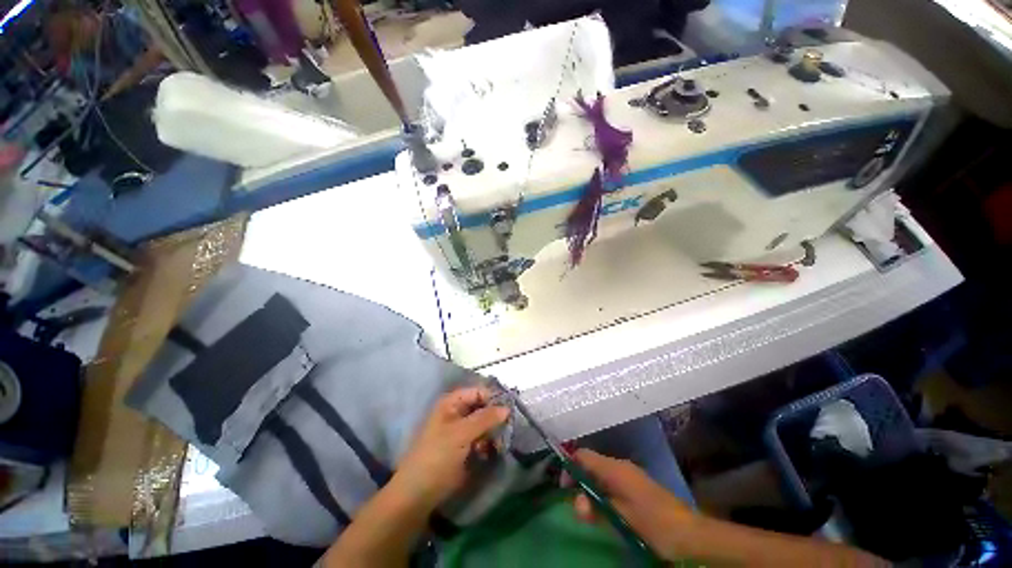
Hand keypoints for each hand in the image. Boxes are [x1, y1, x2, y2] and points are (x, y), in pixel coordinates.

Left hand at [393, 386, 509, 510]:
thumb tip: (507, 408)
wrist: (418, 494)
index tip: (509, 409)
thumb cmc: (437, 456)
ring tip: (498, 444)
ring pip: (483, 424)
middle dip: (495, 417)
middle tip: (508, 428)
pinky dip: (487, 444)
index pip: (478, 392)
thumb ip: (485, 418)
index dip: (493, 398)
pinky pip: (481, 439)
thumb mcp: (461, 433)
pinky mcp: (464, 447)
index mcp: (451, 403)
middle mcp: (456, 412)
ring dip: (492, 433)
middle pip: (482, 407)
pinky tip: (489, 453)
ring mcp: (460, 431)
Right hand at [568, 449, 695, 560]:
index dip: (570, 468)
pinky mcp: (636, 484)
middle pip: (590, 464)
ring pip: (600, 474)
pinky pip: (611, 482)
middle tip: (581, 510)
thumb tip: (577, 501)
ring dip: (591, 491)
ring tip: (592, 515)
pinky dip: (602, 493)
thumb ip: (597, 507)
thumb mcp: (621, 517)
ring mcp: (629, 474)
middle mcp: (619, 465)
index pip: (582, 455)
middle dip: (580, 483)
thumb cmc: (653, 522)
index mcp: (614, 468)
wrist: (689, 532)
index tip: (565, 489)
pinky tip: (606, 512)